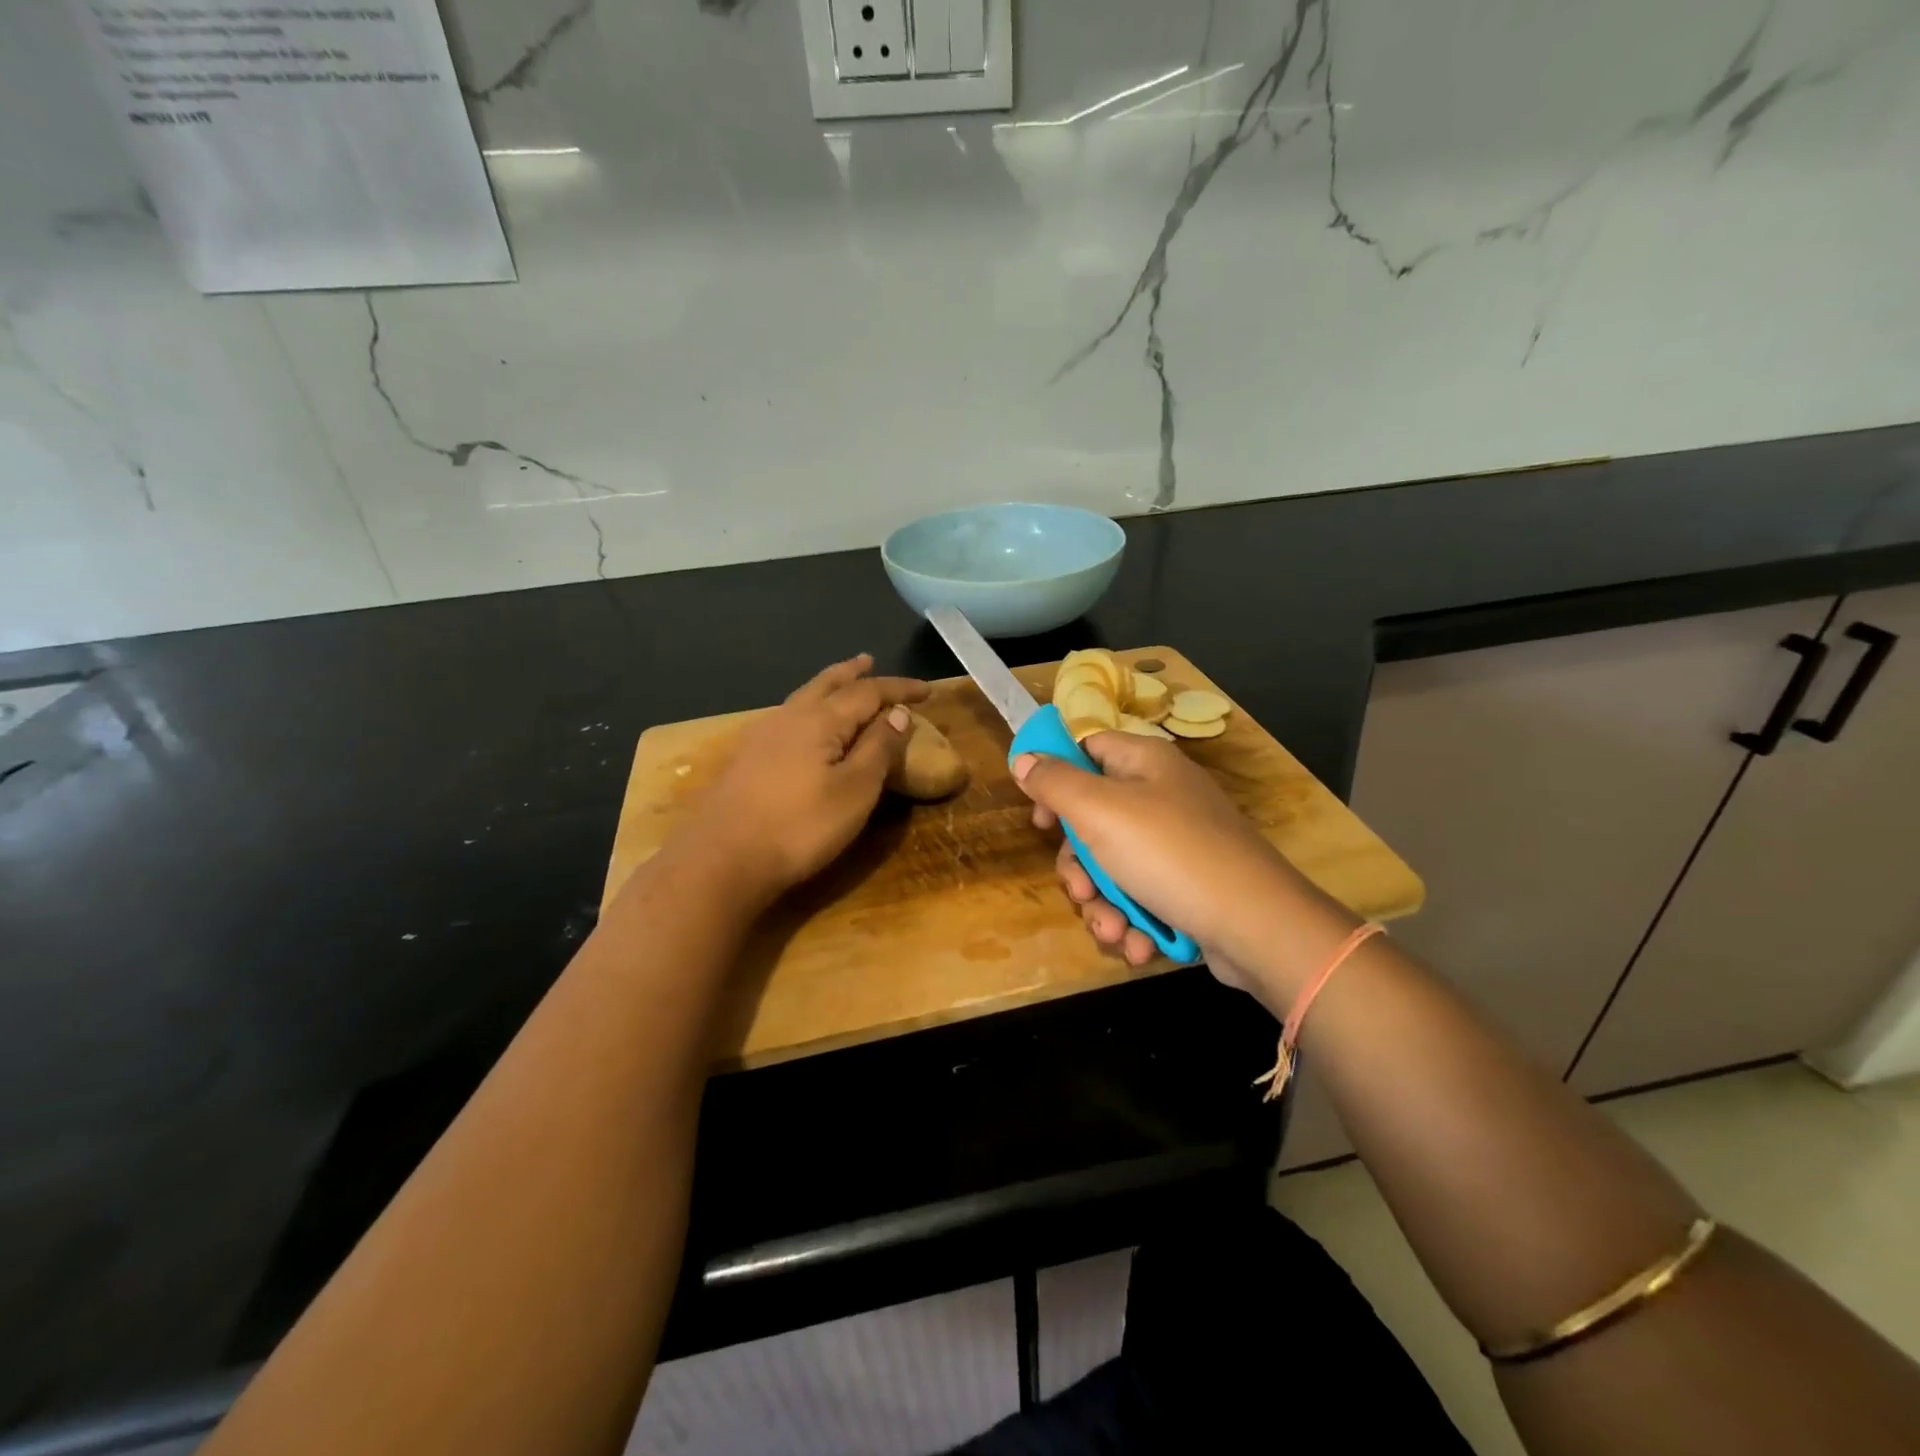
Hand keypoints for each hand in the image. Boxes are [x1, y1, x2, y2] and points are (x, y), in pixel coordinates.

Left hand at [674, 655, 927, 901]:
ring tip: (841, 684)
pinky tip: (804, 724)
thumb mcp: (854, 790)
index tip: (928, 689)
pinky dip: (808, 708)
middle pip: (826, 684)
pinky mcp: (747, 758)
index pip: (868, 692)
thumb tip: (898, 713)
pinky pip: (788, 717)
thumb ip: (878, 748)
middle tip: (868, 660)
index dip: (899, 688)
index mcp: (821, 720)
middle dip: (852, 673)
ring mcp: (763, 736)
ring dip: (827, 687)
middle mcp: (790, 717)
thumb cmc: (800, 826)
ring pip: (803, 698)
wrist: (721, 859)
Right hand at [1012, 731, 1312, 990]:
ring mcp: (1178, 843)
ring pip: (1112, 867)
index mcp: (1144, 763)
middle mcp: (1162, 796)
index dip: (1056, 779)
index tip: (1042, 820)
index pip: (1087, 749)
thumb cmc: (1170, 855)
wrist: (1258, 926)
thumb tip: (1024, 758)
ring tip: (1114, 930)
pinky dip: (1133, 920)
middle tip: (1081, 890)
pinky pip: (1142, 895)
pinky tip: (1138, 944)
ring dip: (1103, 905)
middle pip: (1093, 820)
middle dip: (1079, 867)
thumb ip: (1055, 783)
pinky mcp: (1188, 885)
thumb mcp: (1099, 812)